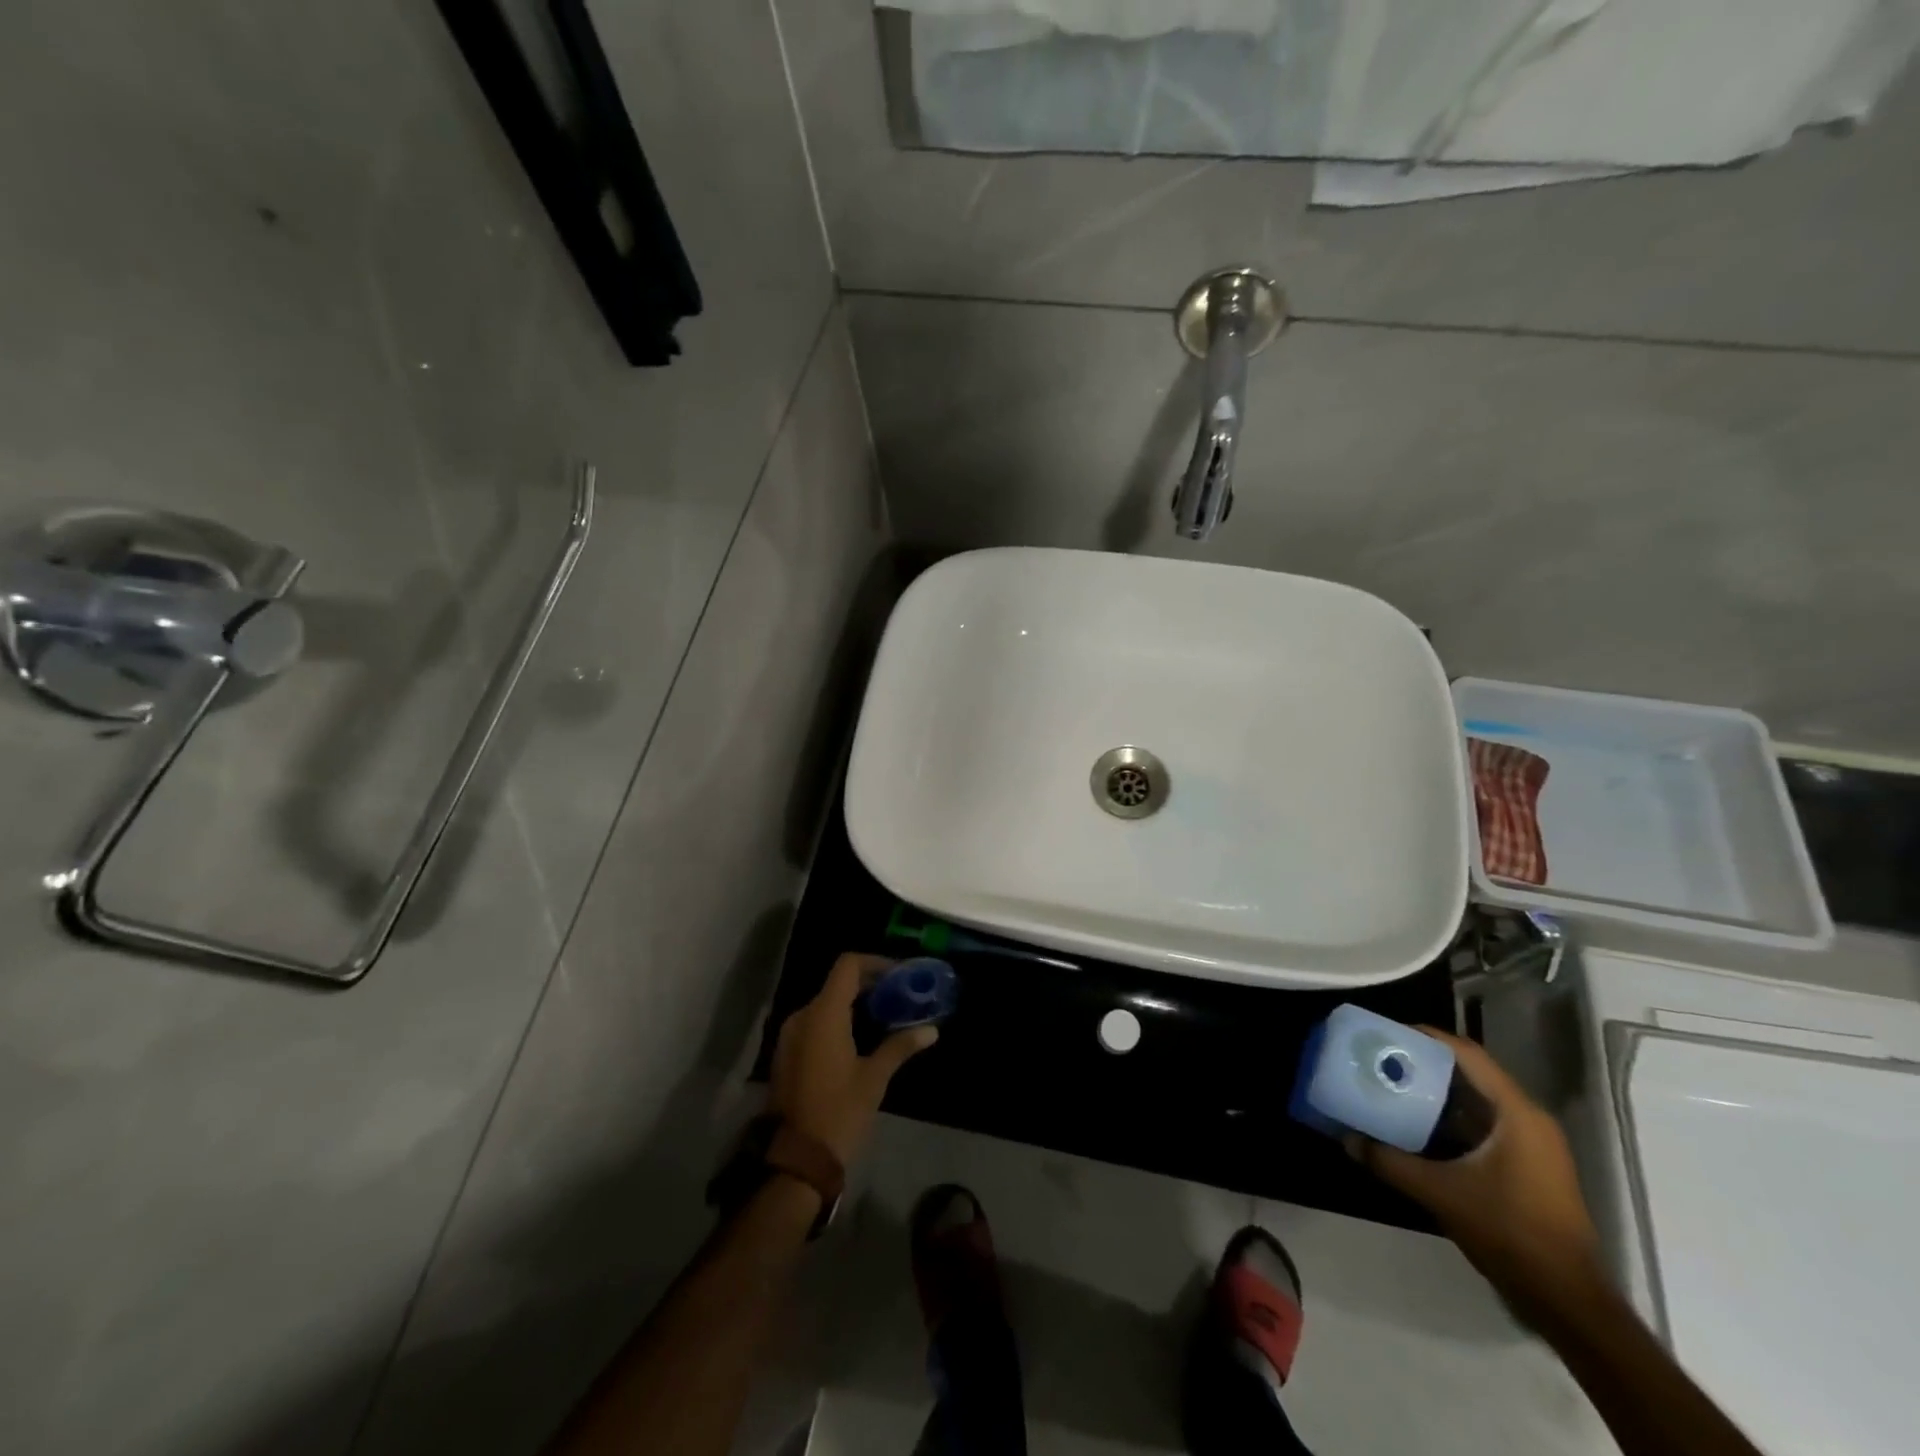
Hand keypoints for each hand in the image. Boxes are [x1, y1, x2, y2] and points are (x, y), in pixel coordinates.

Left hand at [769, 953, 937, 1166]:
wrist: (795, 1159)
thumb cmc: (839, 1112)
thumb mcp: (874, 1078)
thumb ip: (900, 1046)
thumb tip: (931, 1030)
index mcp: (823, 1014)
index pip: (848, 966)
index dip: (875, 963)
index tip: (899, 975)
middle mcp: (802, 1016)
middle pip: (837, 983)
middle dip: (869, 985)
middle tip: (899, 996)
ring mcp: (790, 1035)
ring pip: (825, 1004)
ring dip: (853, 1004)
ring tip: (884, 1017)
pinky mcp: (786, 1053)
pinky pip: (814, 1023)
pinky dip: (837, 1021)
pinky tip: (859, 1038)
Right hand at [1349, 1028, 1605, 1328]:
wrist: (1566, 1300)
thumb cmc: (1509, 1232)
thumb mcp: (1439, 1192)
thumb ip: (1389, 1161)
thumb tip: (1347, 1138)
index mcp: (1516, 1114)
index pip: (1468, 1055)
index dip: (1427, 1037)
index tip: (1388, 1032)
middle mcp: (1528, 1120)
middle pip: (1471, 1073)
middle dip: (1426, 1063)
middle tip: (1383, 1058)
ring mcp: (1533, 1145)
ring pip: (1477, 1100)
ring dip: (1437, 1092)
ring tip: (1393, 1085)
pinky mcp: (1529, 1166)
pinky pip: (1484, 1124)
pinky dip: (1451, 1118)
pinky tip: (1418, 1125)